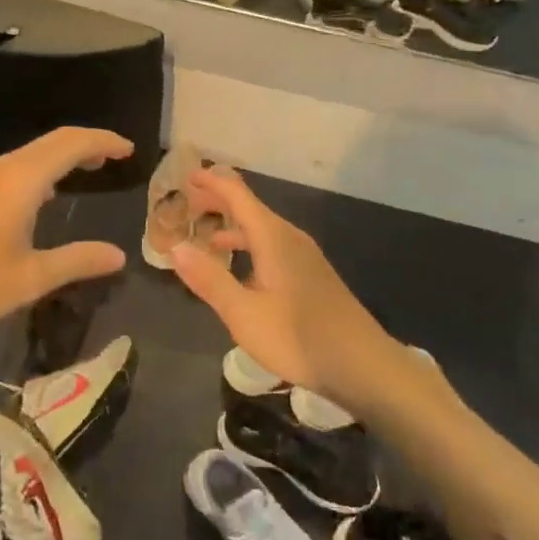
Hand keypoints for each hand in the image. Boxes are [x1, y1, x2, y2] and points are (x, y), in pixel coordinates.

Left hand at [0, 128, 131, 352]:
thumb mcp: (31, 278)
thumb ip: (78, 261)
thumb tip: (119, 255)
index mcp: (23, 179)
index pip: (72, 143)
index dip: (104, 141)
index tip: (131, 150)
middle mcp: (6, 169)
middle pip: (55, 140)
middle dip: (89, 142)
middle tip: (118, 155)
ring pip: (36, 151)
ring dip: (66, 153)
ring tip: (94, 166)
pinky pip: (22, 165)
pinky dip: (47, 166)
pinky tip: (52, 191)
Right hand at [170, 166, 394, 410]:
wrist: (362, 364)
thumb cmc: (298, 337)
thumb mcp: (244, 313)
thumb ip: (210, 279)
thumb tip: (176, 246)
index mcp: (273, 237)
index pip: (237, 195)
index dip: (212, 182)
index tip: (187, 175)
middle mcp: (289, 237)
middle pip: (250, 208)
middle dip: (220, 203)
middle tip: (188, 204)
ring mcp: (304, 256)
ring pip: (262, 230)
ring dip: (234, 228)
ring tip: (208, 237)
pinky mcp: (311, 275)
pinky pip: (273, 247)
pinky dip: (250, 247)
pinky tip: (242, 272)